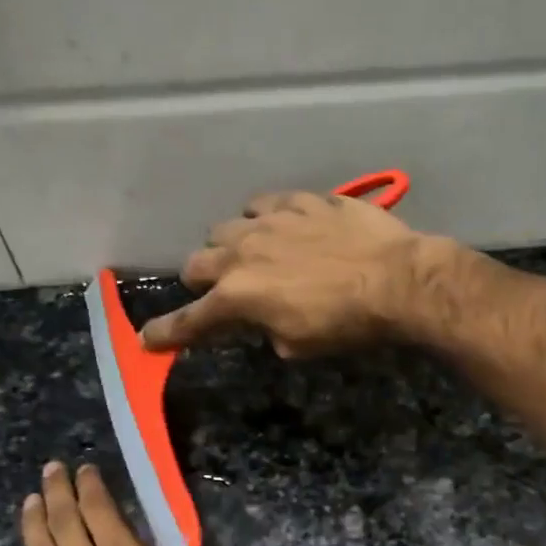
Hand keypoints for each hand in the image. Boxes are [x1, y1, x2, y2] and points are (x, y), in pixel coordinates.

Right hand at [140, 191, 445, 357]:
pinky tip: (284, 226)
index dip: (167, 332)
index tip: (149, 339)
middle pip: (196, 263)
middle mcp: (242, 254)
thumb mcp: (298, 345)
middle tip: (223, 291)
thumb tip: (262, 320)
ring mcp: (271, 221)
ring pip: (227, 227)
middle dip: (203, 281)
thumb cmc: (347, 324)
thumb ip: (265, 330)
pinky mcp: (301, 201)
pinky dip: (266, 219)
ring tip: (255, 254)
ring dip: (232, 246)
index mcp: (238, 297)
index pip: (190, 319)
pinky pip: (266, 204)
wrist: (396, 280)